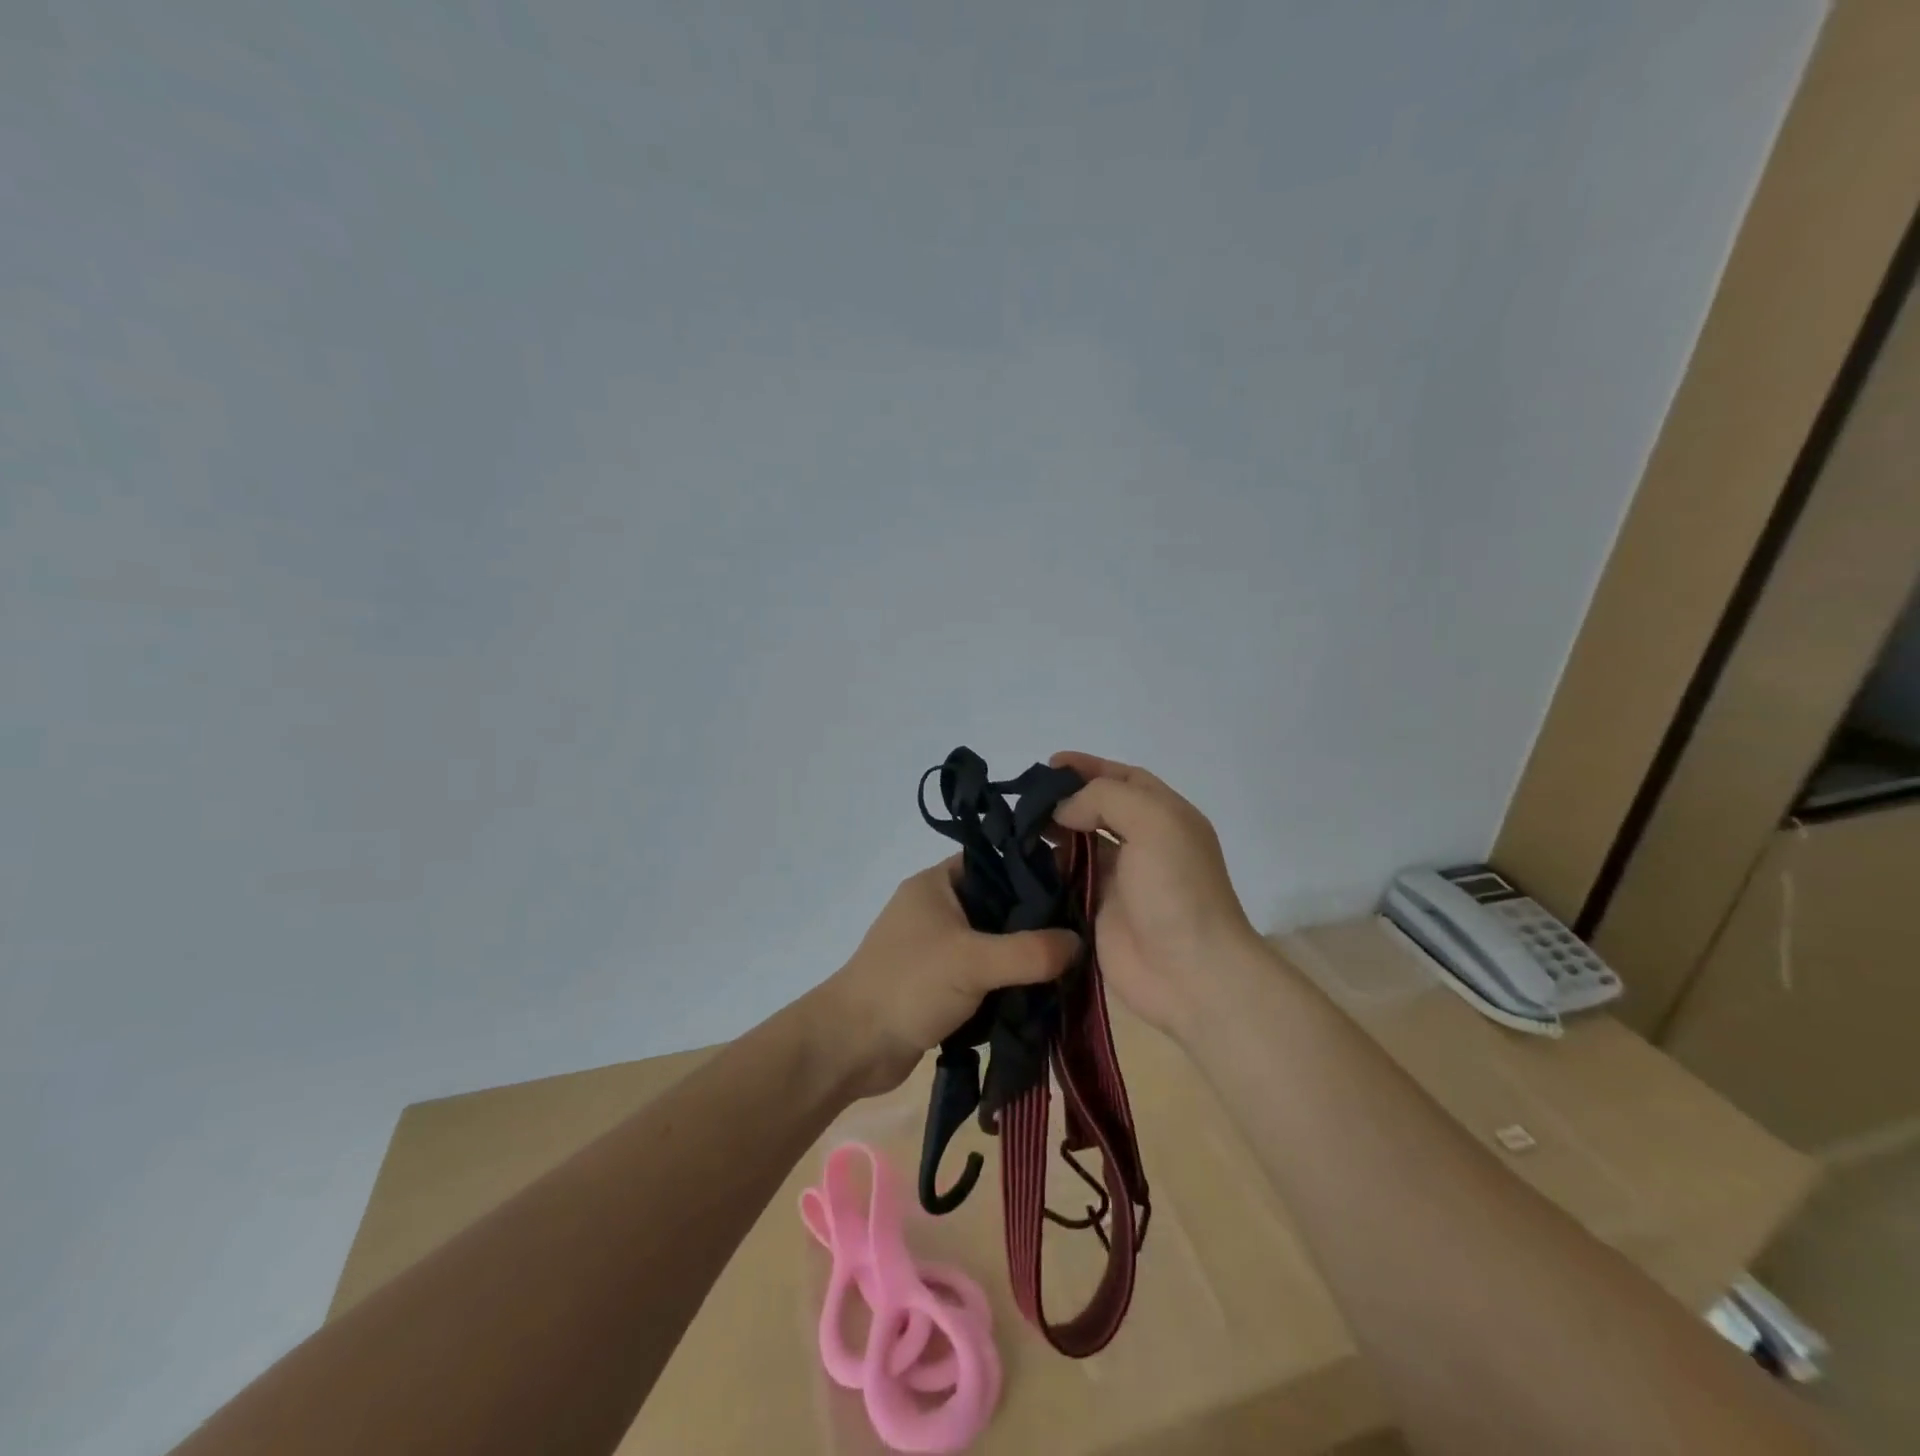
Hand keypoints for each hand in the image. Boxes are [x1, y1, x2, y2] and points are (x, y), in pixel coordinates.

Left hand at [814, 859, 1081, 1097]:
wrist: (852, 1046)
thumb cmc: (909, 986)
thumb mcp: (974, 962)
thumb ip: (1030, 952)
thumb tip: (1080, 942)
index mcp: (937, 883)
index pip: (997, 862)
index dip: (1035, 871)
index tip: (1078, 888)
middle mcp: (937, 907)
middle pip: (999, 904)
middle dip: (1036, 921)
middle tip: (1083, 932)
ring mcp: (937, 946)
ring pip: (993, 941)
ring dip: (1023, 956)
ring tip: (1071, 964)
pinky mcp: (939, 981)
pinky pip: (984, 972)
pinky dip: (1007, 981)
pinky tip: (1042, 991)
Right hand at [1048, 751, 1265, 1041]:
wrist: (1190, 973)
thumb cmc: (1176, 890)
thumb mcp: (1154, 823)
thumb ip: (1105, 799)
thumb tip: (1064, 810)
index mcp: (1165, 817)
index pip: (1124, 779)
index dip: (1089, 767)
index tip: (1049, 765)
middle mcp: (1143, 843)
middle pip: (1097, 809)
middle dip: (1064, 800)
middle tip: (1024, 800)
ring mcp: (1119, 879)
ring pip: (1078, 844)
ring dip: (1050, 833)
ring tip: (1016, 828)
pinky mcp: (1097, 911)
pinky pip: (1066, 880)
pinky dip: (1046, 869)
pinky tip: (1021, 862)